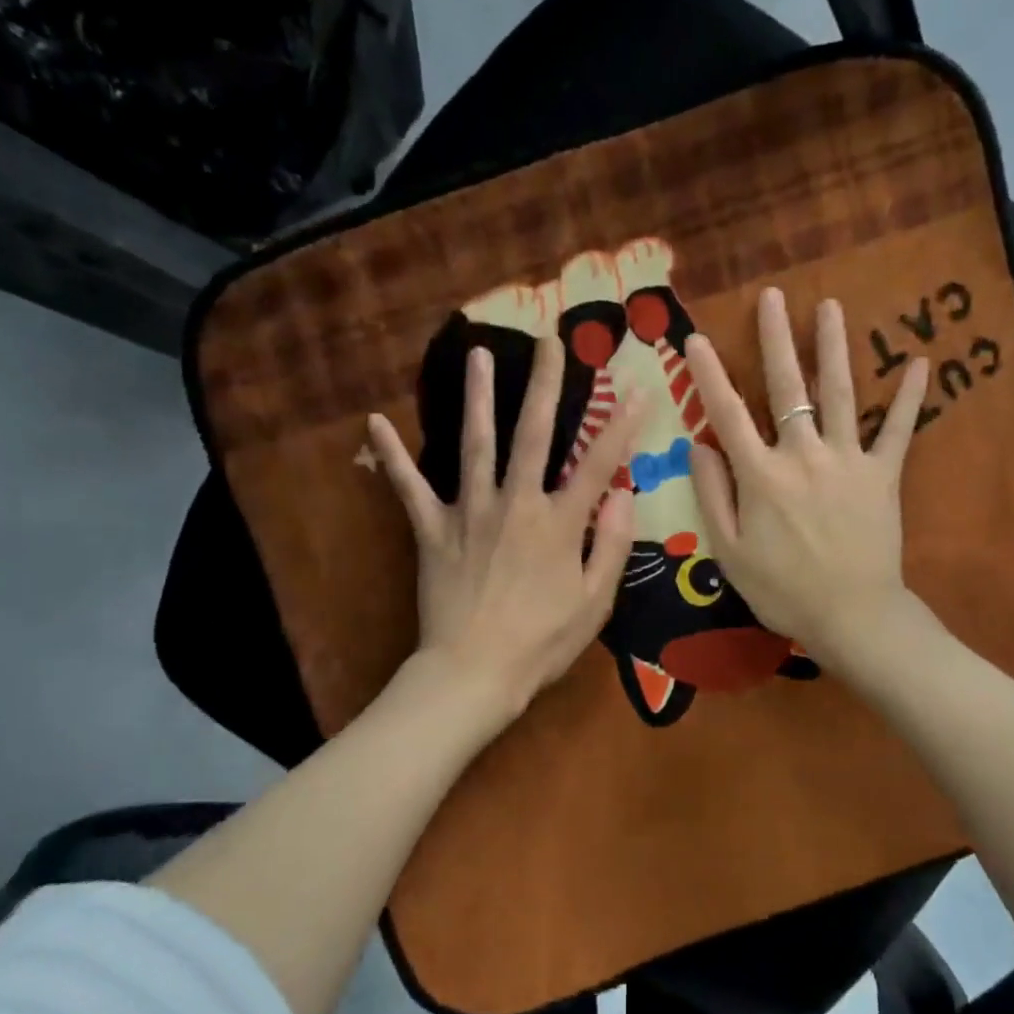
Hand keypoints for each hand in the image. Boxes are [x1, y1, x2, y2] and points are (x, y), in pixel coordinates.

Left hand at [367, 336, 643, 723]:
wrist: (473, 672)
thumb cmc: (541, 643)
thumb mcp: (595, 602)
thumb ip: (611, 545)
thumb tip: (623, 495)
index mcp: (558, 523)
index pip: (598, 462)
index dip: (622, 424)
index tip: (639, 388)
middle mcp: (515, 504)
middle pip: (533, 433)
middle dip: (546, 384)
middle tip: (550, 340)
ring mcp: (469, 512)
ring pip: (475, 444)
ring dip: (478, 397)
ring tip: (478, 354)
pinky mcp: (432, 530)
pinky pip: (408, 488)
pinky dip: (391, 457)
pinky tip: (374, 422)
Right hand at [686, 289, 930, 671]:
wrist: (852, 616)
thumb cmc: (782, 590)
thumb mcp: (729, 551)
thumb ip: (712, 494)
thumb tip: (699, 445)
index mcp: (760, 474)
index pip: (727, 413)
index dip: (708, 374)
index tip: (695, 338)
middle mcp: (802, 455)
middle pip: (786, 387)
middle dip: (776, 338)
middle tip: (773, 295)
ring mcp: (847, 460)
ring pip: (839, 393)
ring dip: (833, 347)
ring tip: (831, 305)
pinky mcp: (883, 475)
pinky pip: (897, 430)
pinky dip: (908, 397)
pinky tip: (919, 362)